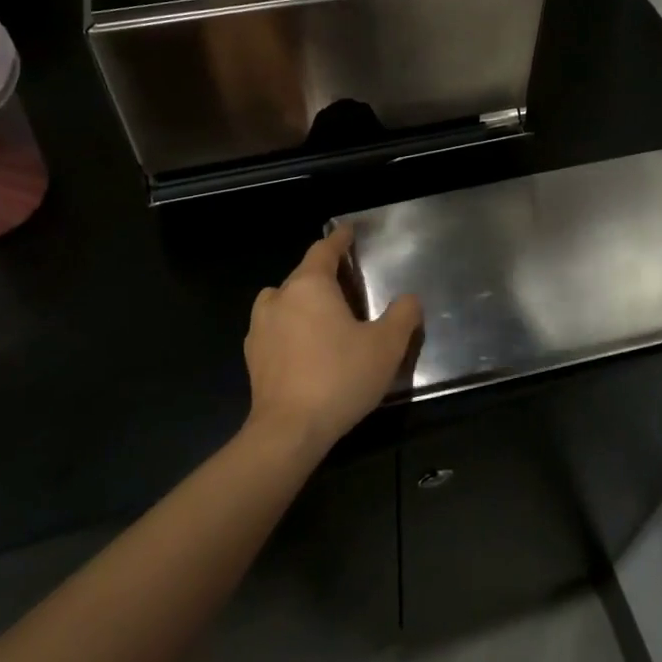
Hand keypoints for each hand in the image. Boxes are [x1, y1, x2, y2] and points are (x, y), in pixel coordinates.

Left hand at [243, 224, 421, 456]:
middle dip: (325, 274)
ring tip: (325, 317)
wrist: (289, 430)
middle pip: (303, 274)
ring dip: (302, 301)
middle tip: (349, 284)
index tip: (348, 232)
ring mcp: (260, 327)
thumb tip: (408, 299)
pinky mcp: (252, 355)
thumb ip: (403, 315)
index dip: (339, 240)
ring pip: (284, 300)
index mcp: (310, 285)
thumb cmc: (340, 378)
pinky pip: (274, 328)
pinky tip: (306, 348)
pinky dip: (290, 328)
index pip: (324, 250)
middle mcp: (279, 297)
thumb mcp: (386, 346)